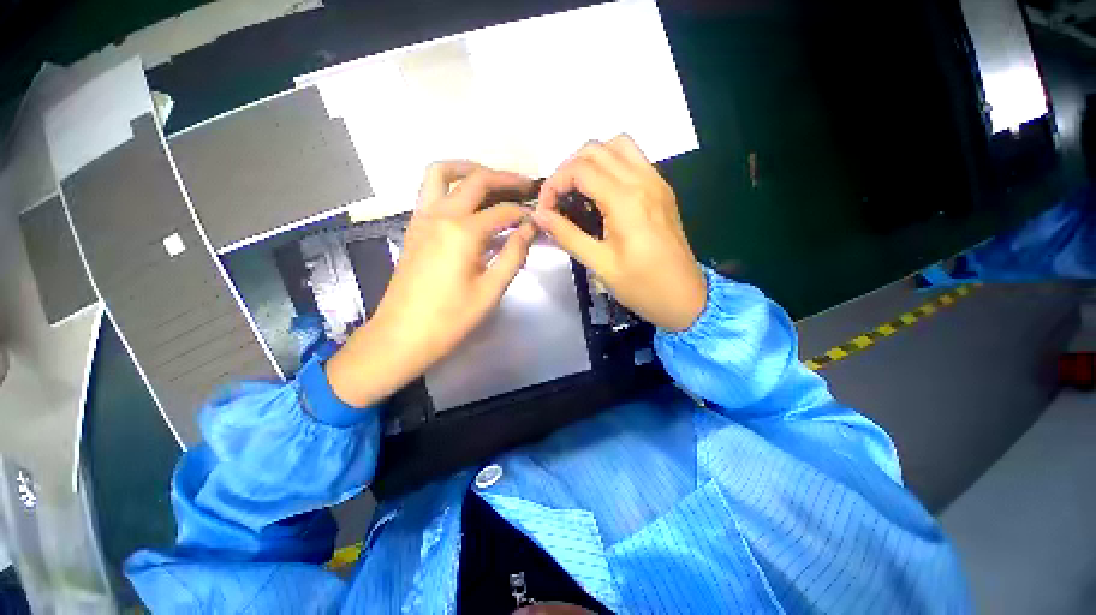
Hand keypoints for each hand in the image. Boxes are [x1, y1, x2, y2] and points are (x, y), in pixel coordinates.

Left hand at [326, 162, 535, 407]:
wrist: (402, 335)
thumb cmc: (450, 318)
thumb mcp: (491, 291)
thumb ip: (513, 255)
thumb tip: (529, 230)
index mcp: (462, 231)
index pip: (503, 211)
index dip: (525, 213)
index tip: (539, 218)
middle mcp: (440, 214)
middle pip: (475, 180)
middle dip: (504, 178)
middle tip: (526, 186)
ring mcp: (422, 218)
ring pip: (442, 173)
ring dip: (470, 170)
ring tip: (492, 181)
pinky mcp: (413, 227)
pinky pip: (431, 191)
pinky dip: (452, 187)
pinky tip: (468, 205)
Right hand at [533, 135, 705, 330]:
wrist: (685, 298)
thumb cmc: (641, 286)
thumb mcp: (600, 264)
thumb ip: (567, 235)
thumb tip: (539, 215)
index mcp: (625, 200)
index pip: (579, 169)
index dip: (554, 183)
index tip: (545, 209)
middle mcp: (643, 180)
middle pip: (596, 148)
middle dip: (568, 168)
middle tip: (558, 198)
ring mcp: (656, 182)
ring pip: (618, 145)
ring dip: (592, 160)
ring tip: (578, 189)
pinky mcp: (662, 189)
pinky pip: (634, 159)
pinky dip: (611, 164)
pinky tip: (602, 192)